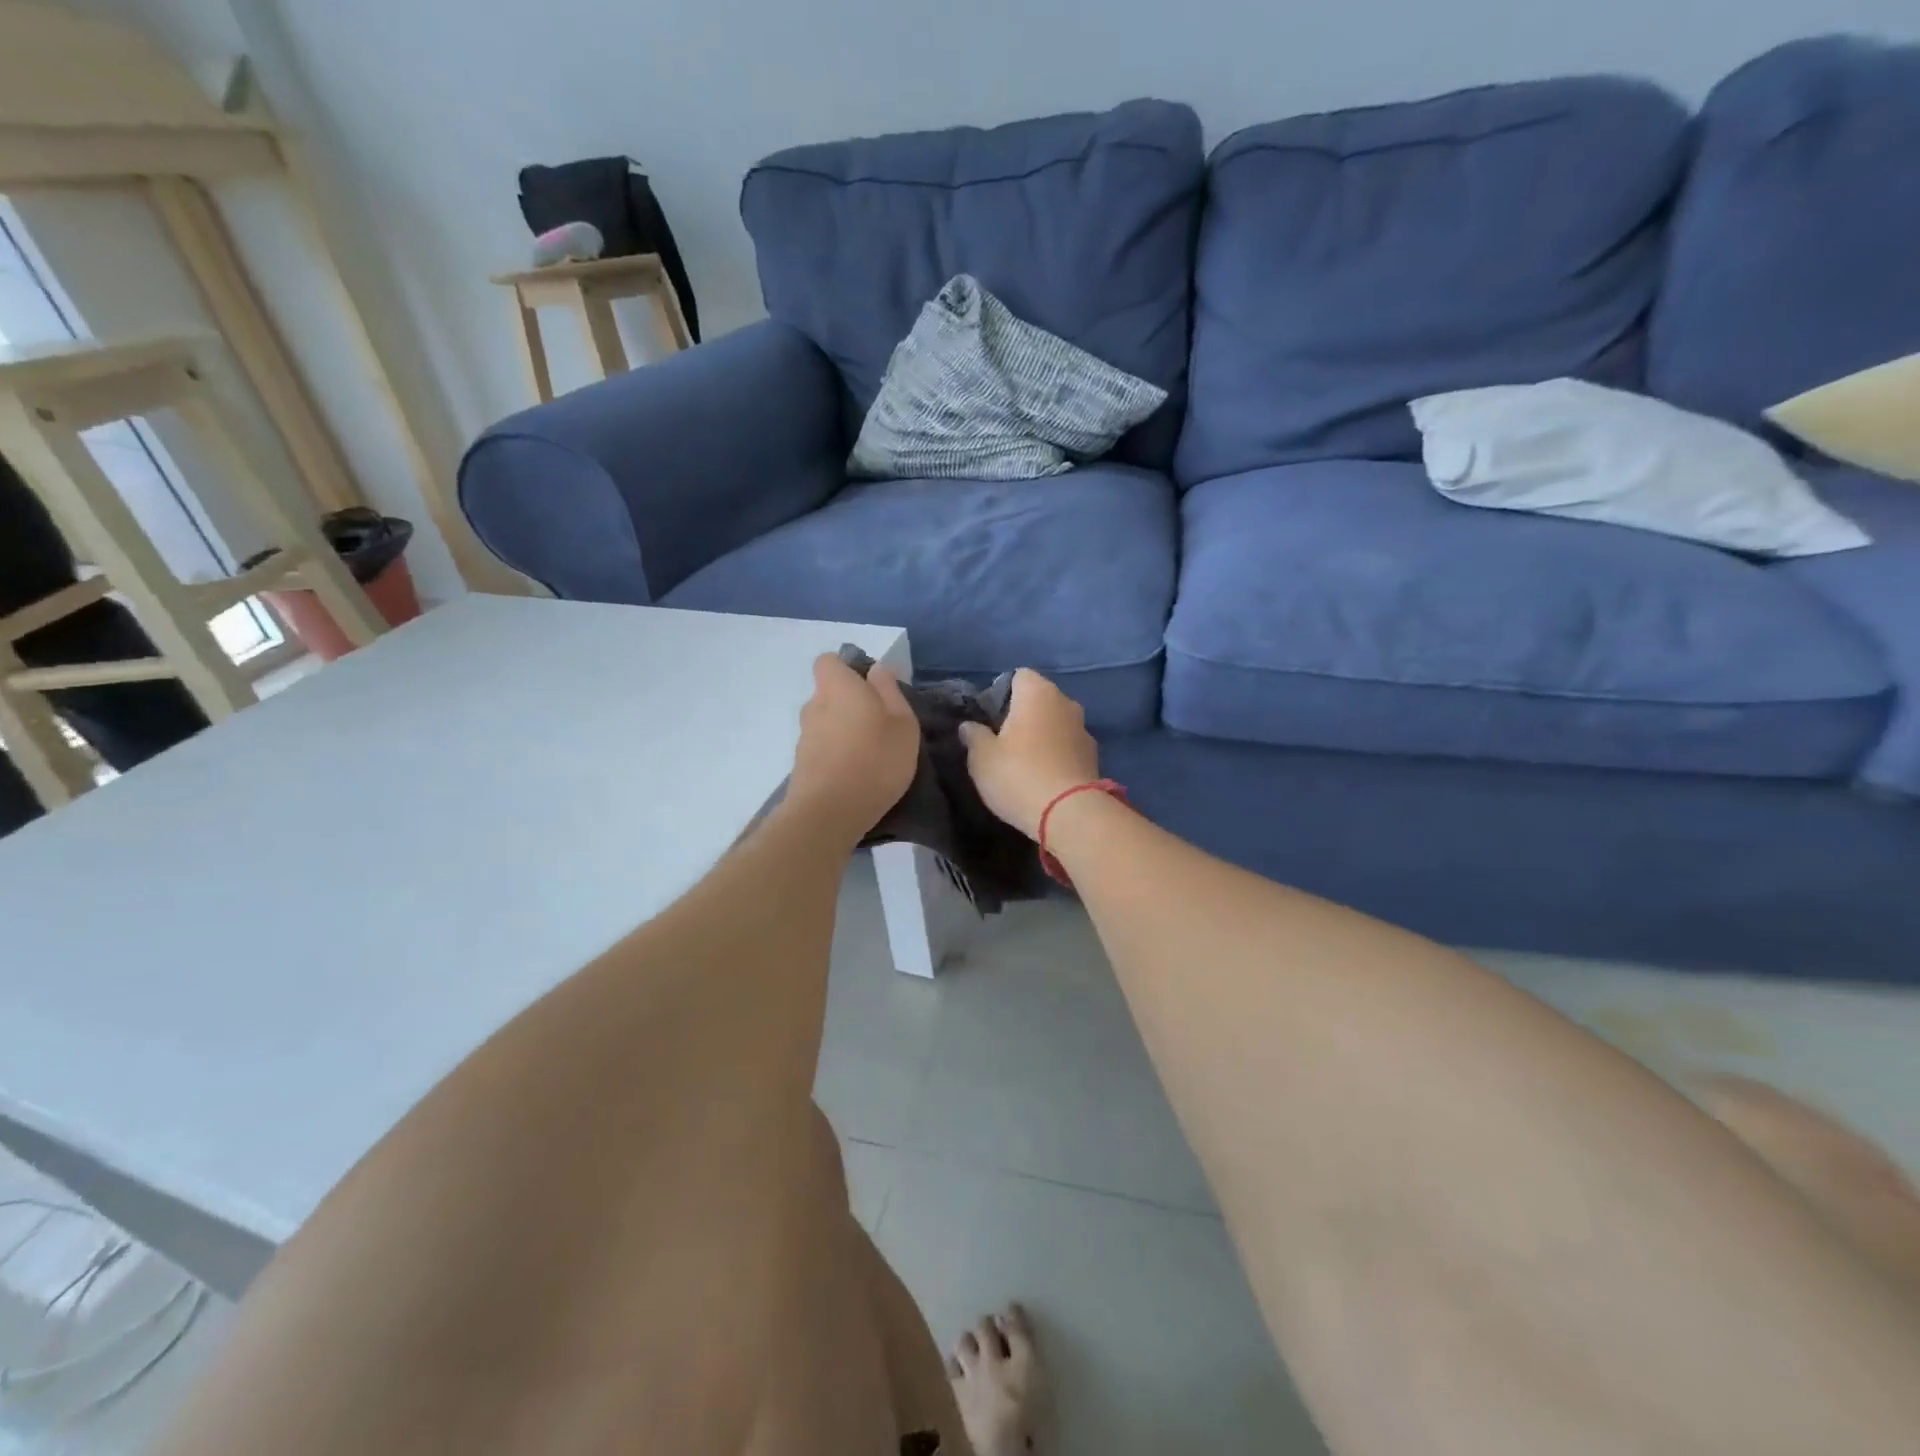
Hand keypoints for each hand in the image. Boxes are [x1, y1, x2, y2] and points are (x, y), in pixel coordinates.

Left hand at [787, 654, 920, 839]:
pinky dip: (837, 755)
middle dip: (850, 704)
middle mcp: (814, 705)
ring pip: (827, 723)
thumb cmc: (875, 760)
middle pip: (829, 694)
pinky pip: (823, 748)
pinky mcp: (802, 764)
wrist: (829, 812)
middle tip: (880, 725)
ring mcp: (804, 737)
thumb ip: (890, 691)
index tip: (872, 688)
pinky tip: (857, 774)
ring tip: (871, 754)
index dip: (848, 669)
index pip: (828, 661)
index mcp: (837, 687)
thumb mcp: (902, 722)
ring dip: (845, 732)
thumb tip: (877, 670)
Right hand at [957, 669, 1100, 840]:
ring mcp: (1084, 729)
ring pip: (1056, 723)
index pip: (1019, 676)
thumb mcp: (982, 758)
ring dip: (1042, 735)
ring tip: (1023, 761)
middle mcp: (1066, 703)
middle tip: (1002, 740)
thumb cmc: (1019, 775)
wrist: (1070, 814)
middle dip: (1023, 714)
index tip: (989, 717)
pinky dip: (1056, 754)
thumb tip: (969, 726)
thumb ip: (974, 736)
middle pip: (1040, 699)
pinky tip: (1043, 776)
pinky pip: (1068, 746)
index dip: (1002, 692)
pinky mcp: (1094, 757)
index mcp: (1038, 693)